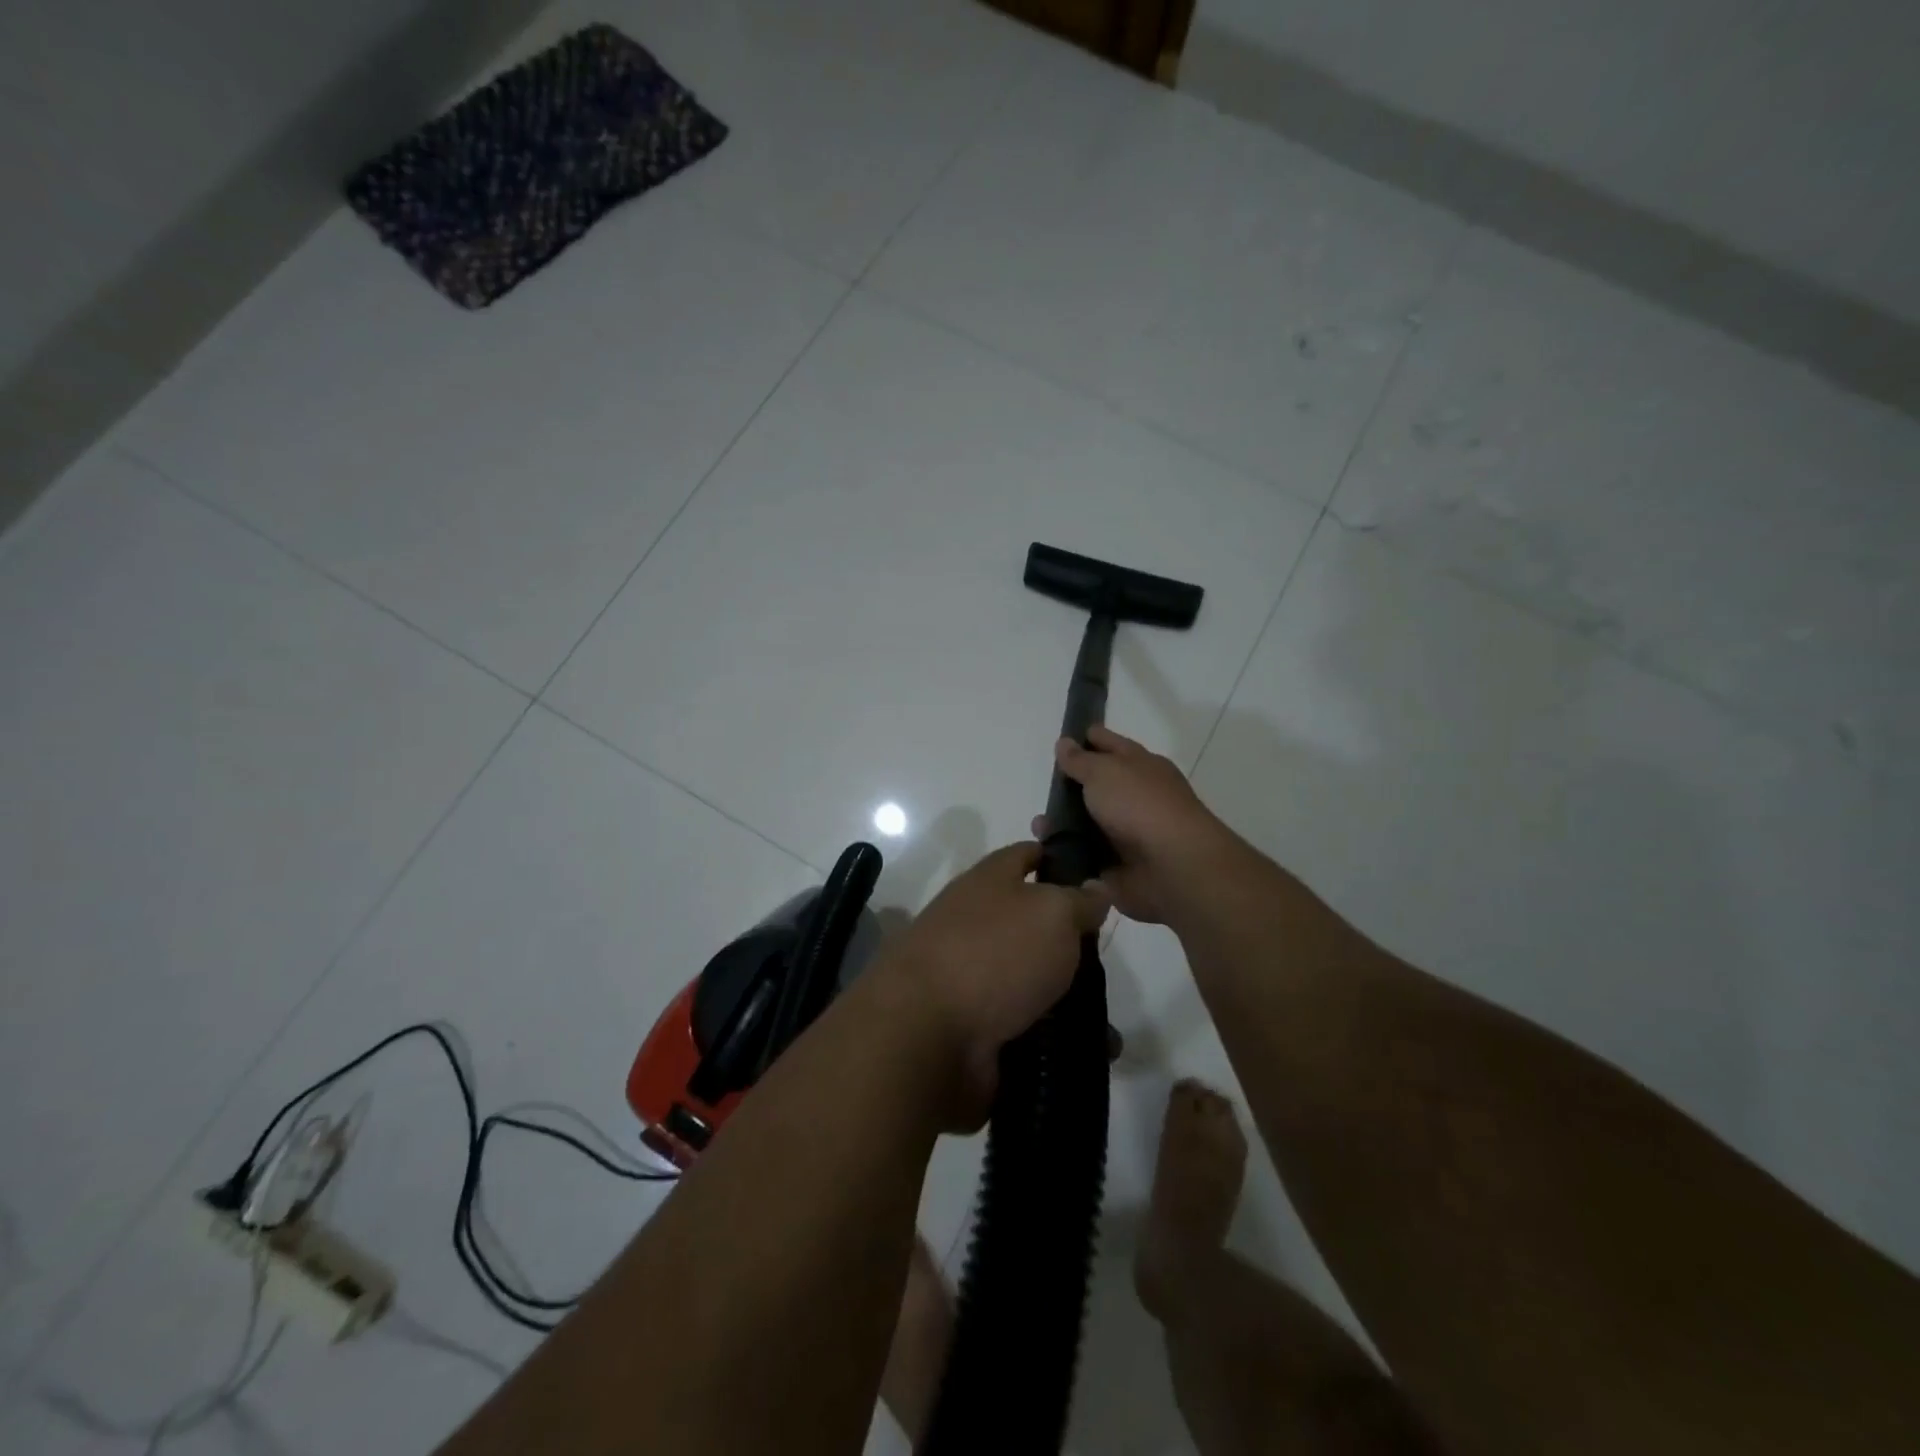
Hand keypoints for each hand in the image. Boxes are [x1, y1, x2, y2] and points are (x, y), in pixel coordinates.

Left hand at [873, 842, 1108, 1124]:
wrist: (925, 1035)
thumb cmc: (993, 954)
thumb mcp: (1051, 912)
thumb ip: (1079, 900)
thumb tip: (1094, 888)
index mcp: (988, 883)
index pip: (1027, 855)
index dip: (1060, 857)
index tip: (1096, 874)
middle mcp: (976, 924)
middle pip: (1032, 924)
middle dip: (1072, 942)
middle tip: (1109, 958)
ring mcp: (973, 977)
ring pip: (1033, 981)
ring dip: (1071, 999)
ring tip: (1109, 1021)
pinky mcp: (975, 1026)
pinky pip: (1028, 1028)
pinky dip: (1058, 1039)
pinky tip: (1094, 1052)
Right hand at [1036, 725, 1233, 925]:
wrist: (1171, 865)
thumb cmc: (1139, 805)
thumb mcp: (1103, 771)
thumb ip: (1080, 760)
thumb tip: (1065, 743)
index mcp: (1141, 765)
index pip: (1109, 744)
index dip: (1087, 739)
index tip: (1062, 740)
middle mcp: (1137, 796)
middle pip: (1098, 785)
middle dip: (1071, 786)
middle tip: (1044, 787)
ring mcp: (1130, 831)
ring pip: (1089, 822)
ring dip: (1063, 823)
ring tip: (1040, 825)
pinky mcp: (1120, 864)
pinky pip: (1086, 854)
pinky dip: (1068, 852)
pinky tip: (1047, 849)